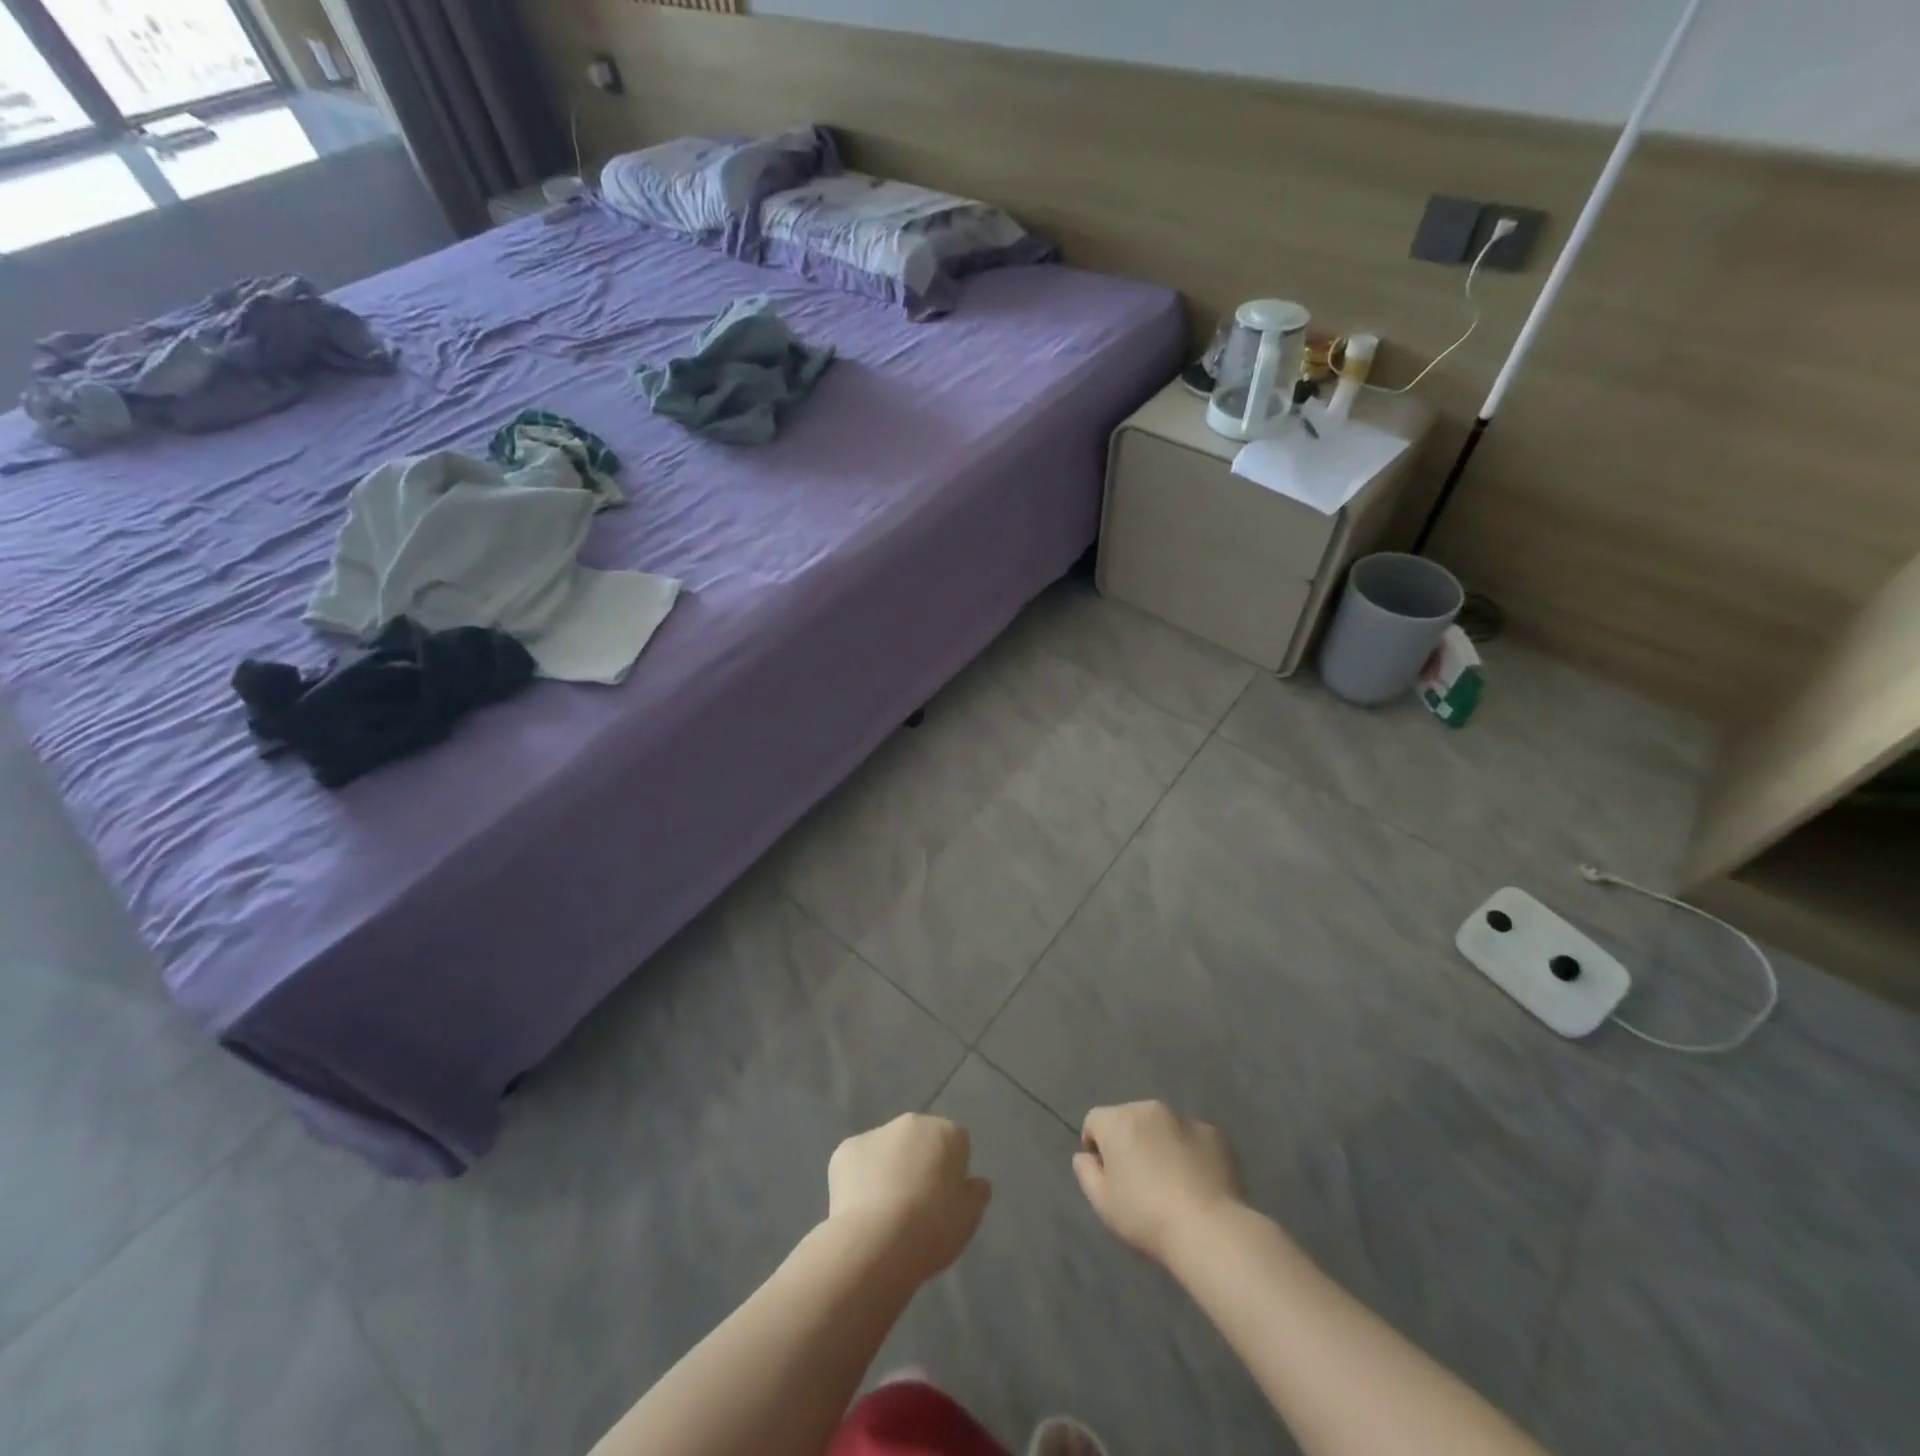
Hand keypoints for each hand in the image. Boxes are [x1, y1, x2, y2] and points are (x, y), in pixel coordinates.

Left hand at [827, 1113, 991, 1284]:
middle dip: (919, 1162)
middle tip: (916, 1205)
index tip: (946, 1201)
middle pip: (920, 1140)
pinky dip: (860, 1179)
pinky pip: (859, 1162)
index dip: (952, 1171)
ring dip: (889, 1168)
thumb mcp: (969, 1217)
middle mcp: (911, 1122)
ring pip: (888, 1149)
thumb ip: (976, 1193)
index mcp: (946, 1132)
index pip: (957, 1143)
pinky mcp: (845, 1149)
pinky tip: (861, 1210)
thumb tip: (976, 1181)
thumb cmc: (932, 1228)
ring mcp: (875, 1133)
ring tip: (885, 1212)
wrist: (876, 1242)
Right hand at [1074, 1101, 1243, 1264]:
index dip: (1095, 1147)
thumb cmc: (1146, 1216)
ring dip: (1159, 1144)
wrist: (1209, 1230)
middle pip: (1129, 1119)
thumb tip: (1085, 1155)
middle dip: (1129, 1142)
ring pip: (1162, 1127)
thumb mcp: (1102, 1202)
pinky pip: (1192, 1139)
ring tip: (1171, 1183)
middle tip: (1138, 1181)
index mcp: (1118, 1120)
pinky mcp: (1215, 1134)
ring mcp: (1185, 1118)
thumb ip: (1085, 1172)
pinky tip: (1197, 1184)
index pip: (1094, 1121)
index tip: (1106, 1177)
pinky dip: (1190, 1153)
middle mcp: (1149, 1109)